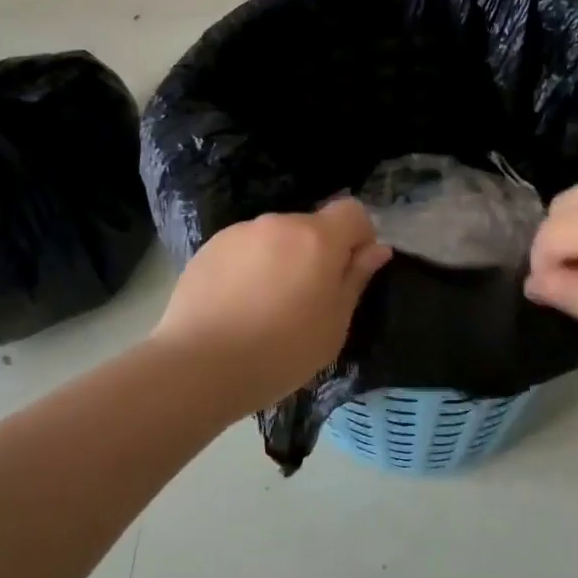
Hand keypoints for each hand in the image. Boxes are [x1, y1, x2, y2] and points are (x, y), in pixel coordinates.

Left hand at [151, 199, 392, 410]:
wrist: (200, 365)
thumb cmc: (282, 351)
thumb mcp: (334, 324)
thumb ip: (356, 279)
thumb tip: (377, 250)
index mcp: (317, 238)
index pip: (353, 211)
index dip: (359, 237)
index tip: (350, 273)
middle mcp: (278, 223)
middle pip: (311, 226)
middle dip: (317, 253)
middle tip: (307, 301)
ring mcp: (239, 233)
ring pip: (275, 239)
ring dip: (281, 260)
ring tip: (266, 308)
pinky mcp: (208, 249)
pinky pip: (244, 251)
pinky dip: (250, 269)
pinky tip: (237, 307)